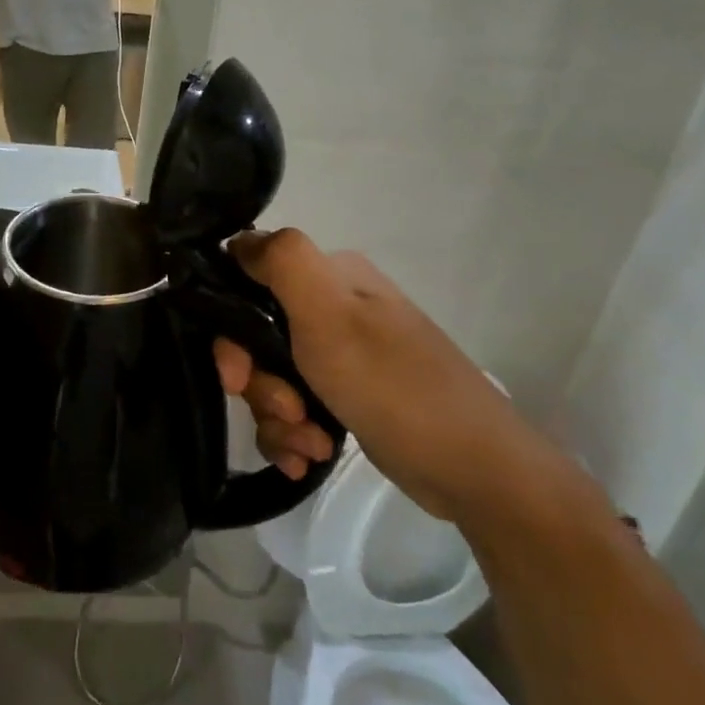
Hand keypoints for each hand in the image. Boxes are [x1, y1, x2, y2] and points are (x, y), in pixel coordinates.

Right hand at [214, 229, 556, 518]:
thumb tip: (239, 237)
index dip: (232, 331)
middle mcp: (335, 311)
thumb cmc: (393, 385)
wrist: (472, 467)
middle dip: (261, 386)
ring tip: (309, 445)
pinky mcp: (349, 398)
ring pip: (274, 382)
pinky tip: (310, 458)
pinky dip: (295, 437)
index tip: (237, 374)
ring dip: (279, 420)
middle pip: (258, 341)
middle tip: (287, 412)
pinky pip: (295, 412)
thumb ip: (282, 262)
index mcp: (331, 279)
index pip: (251, 284)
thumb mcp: (330, 313)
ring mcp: (343, 357)